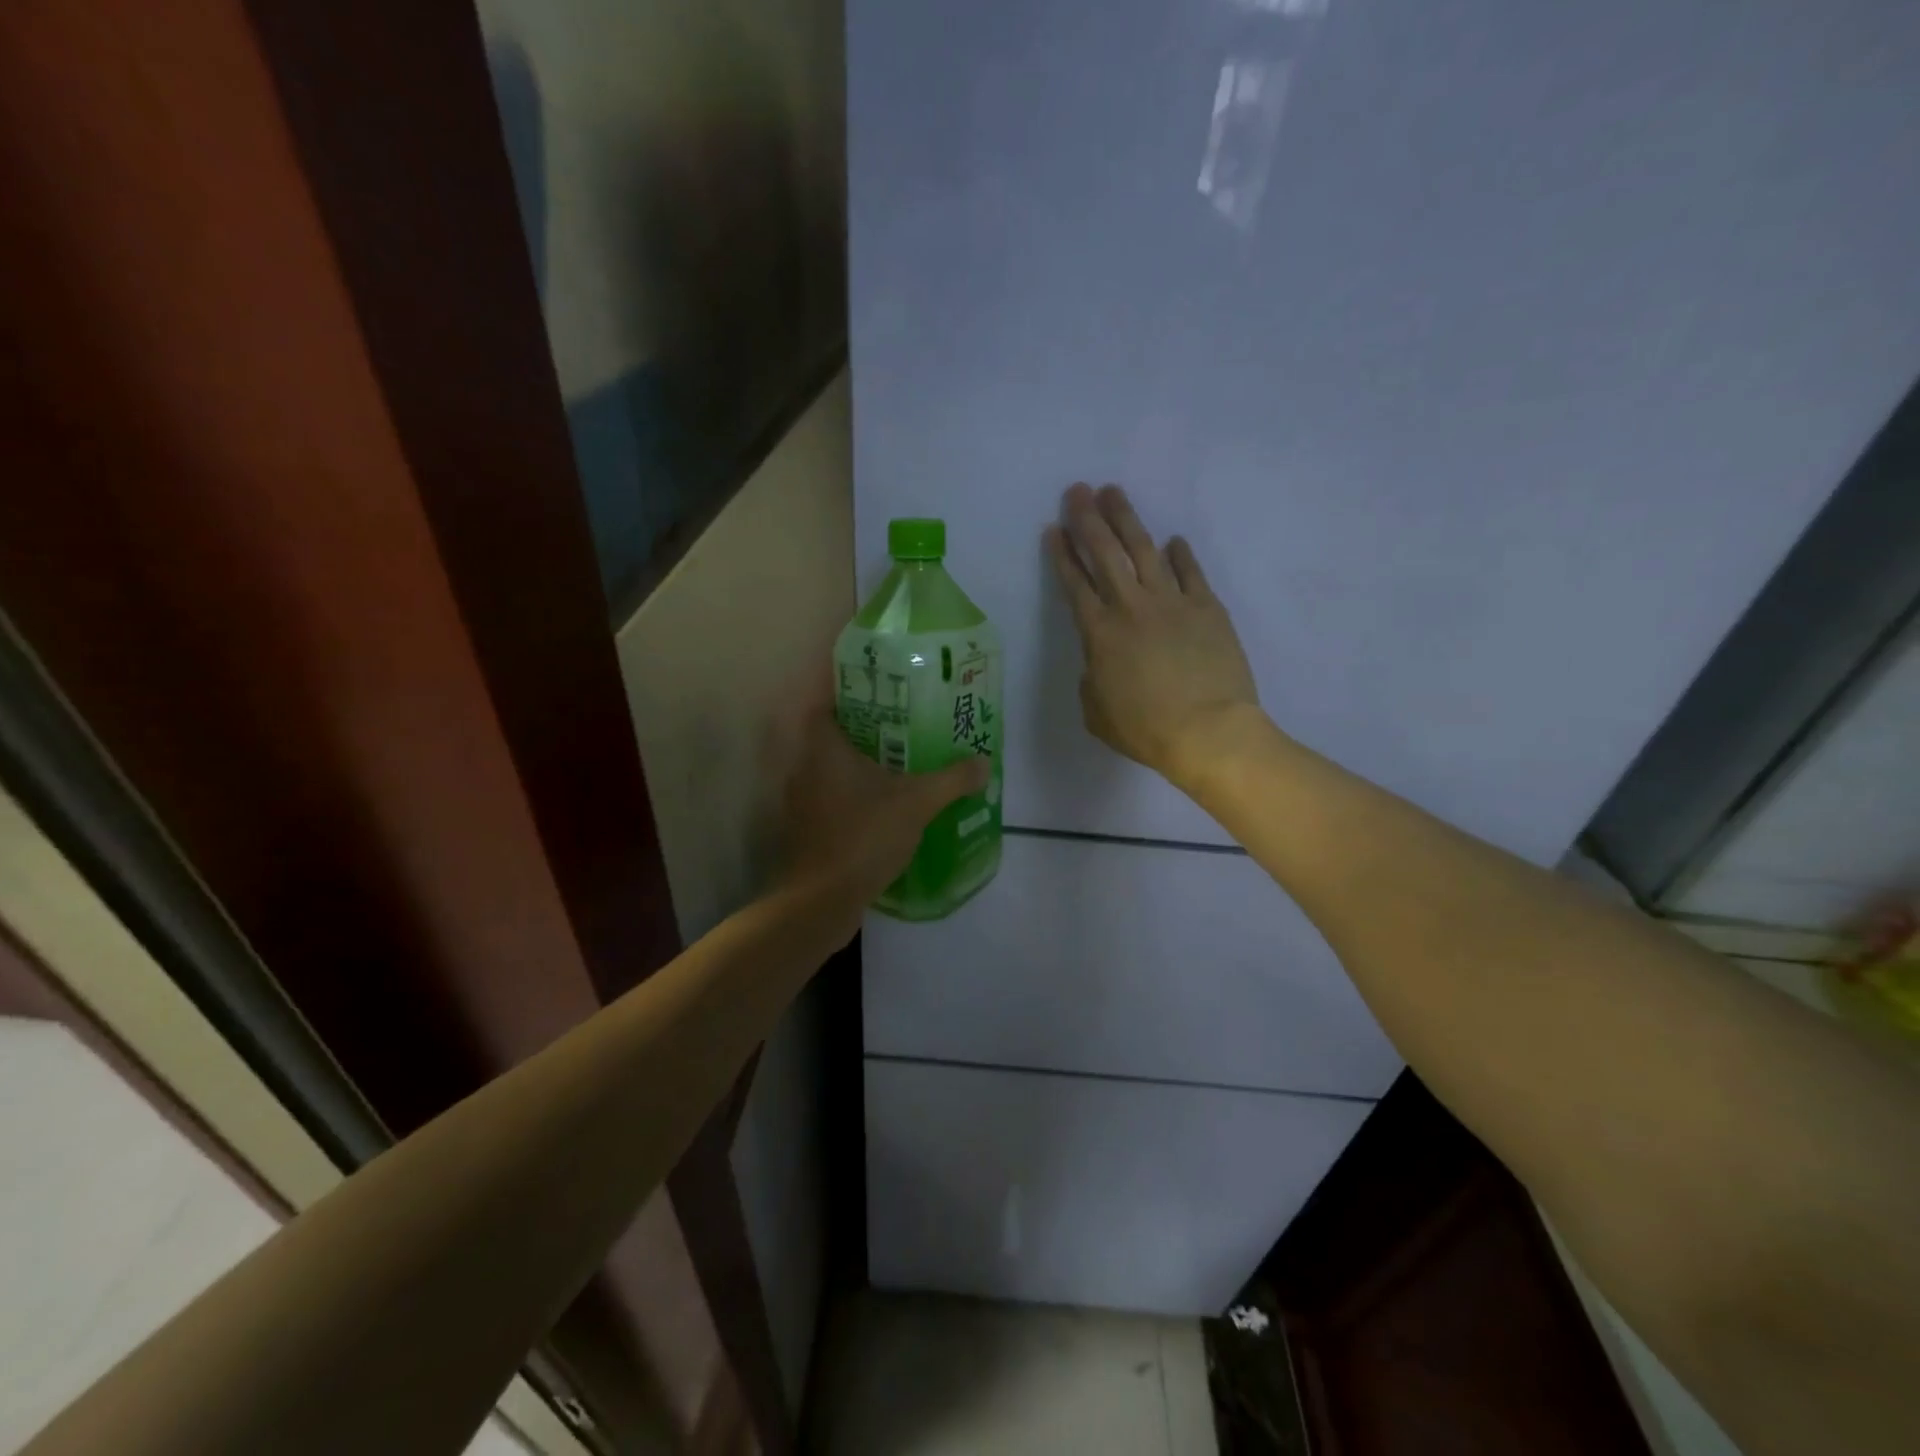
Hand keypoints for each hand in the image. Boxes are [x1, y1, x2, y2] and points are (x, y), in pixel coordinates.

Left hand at [772, 700, 987, 925]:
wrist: (821, 901)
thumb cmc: (864, 836)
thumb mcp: (918, 803)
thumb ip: (952, 780)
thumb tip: (984, 763)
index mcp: (824, 750)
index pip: (825, 707)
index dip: (848, 697)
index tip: (880, 697)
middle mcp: (804, 771)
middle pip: (831, 740)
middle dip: (864, 735)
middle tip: (901, 731)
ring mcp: (801, 805)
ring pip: (831, 774)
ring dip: (858, 770)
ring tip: (897, 769)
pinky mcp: (806, 833)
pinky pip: (831, 803)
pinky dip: (852, 801)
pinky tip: (882, 810)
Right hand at [1045, 483, 1261, 789]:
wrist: (1208, 731)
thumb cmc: (1145, 730)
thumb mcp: (1097, 713)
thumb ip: (1091, 680)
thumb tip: (1099, 663)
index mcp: (1099, 633)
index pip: (1074, 584)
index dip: (1062, 554)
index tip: (1054, 529)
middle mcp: (1131, 607)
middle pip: (1105, 553)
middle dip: (1088, 519)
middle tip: (1077, 491)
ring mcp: (1172, 603)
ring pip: (1144, 550)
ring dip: (1126, 520)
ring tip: (1114, 493)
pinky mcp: (1207, 608)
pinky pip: (1190, 572)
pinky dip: (1180, 554)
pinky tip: (1172, 540)